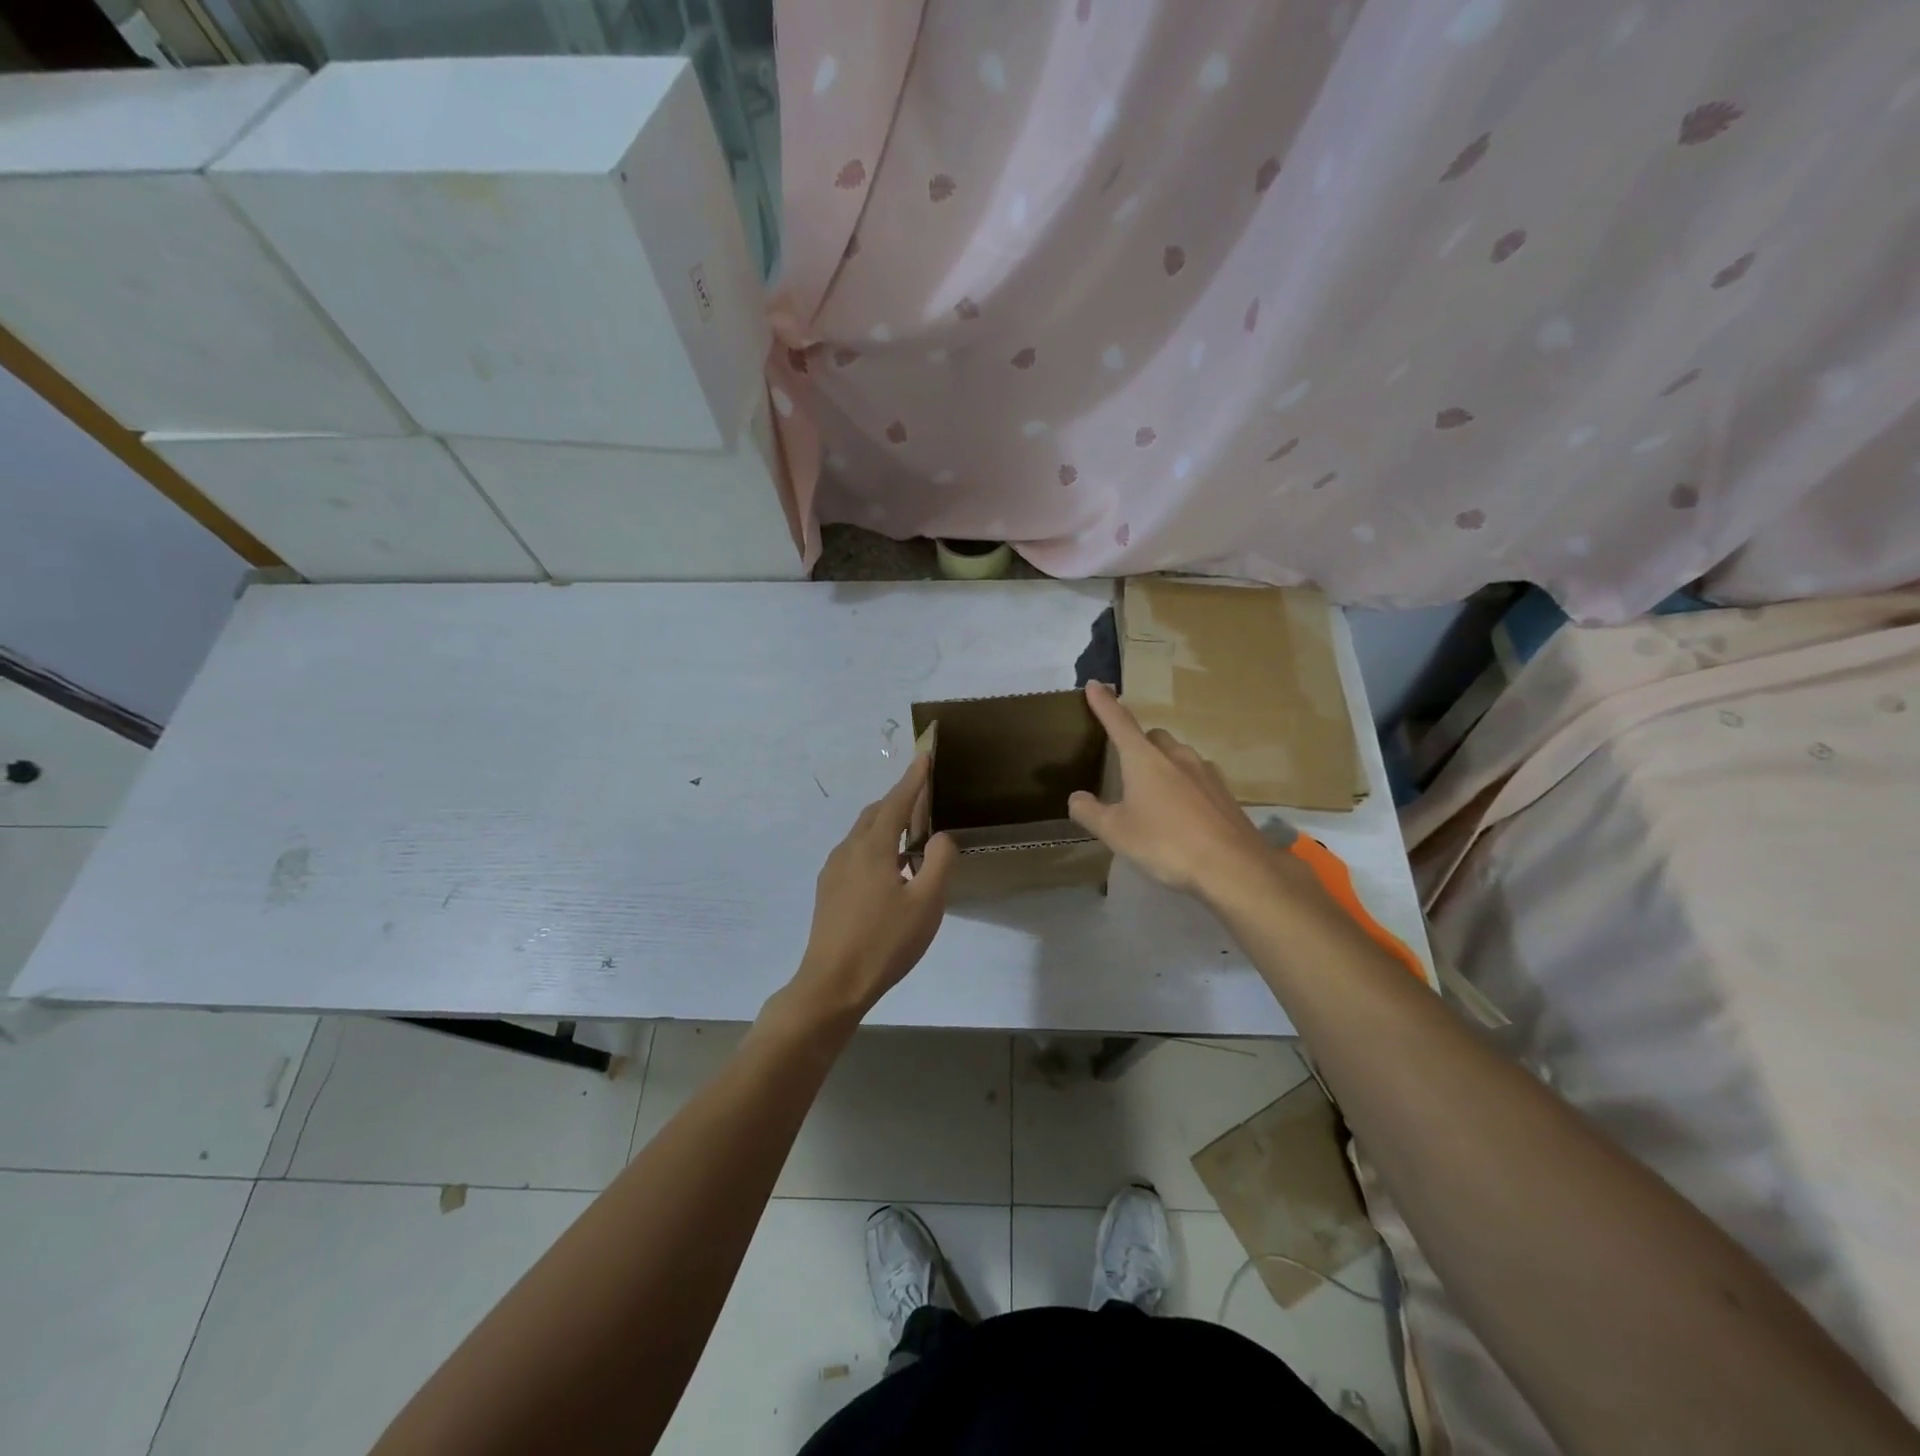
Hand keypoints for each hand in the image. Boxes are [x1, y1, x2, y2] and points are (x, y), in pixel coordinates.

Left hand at [787, 753, 956, 1021]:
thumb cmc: (885, 942)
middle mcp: (848, 850)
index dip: (914, 778)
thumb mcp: (926, 903)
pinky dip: (875, 846)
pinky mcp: (827, 890)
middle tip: (924, 799)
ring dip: (886, 825)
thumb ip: (939, 862)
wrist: (832, 984)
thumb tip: (940, 836)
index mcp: (872, 847)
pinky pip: (855, 853)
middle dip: (899, 800)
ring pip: (862, 834)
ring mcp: (833, 870)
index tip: (925, 755)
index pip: (897, 801)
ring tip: (911, 838)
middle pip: (876, 813)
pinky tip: (890, 871)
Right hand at [1068, 682, 1306, 904]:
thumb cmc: (1165, 843)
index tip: (1095, 685)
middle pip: (1152, 737)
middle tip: (1126, 769)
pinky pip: (1197, 778)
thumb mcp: (1116, 832)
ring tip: (1154, 797)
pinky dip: (1184, 786)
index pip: (1119, 722)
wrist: (1232, 866)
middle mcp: (1175, 756)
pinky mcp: (1224, 792)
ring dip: (1163, 766)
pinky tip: (1183, 813)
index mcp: (1144, 759)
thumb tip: (1076, 798)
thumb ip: (1090, 813)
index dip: (1104, 703)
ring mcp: (1205, 772)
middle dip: (1138, 744)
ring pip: (1178, 757)